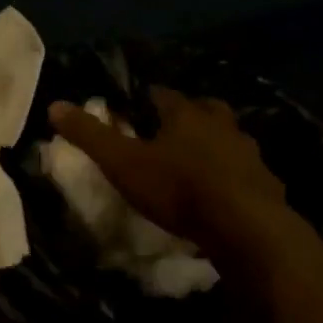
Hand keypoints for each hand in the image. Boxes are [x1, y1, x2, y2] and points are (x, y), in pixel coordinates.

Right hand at [47, 88, 287, 252]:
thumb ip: (90, 135)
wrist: (246, 228)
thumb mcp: (123, 163)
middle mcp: (221, 124)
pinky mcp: (267, 182)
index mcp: (185, 113)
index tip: (132, 111)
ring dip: (212, 145)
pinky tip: (221, 193)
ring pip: (228, 138)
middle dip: (186, 116)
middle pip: (203, 109)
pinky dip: (232, 176)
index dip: (144, 100)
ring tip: (194, 163)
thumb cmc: (179, 189)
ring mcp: (248, 152)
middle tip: (168, 132)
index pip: (161, 94)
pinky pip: (244, 171)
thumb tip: (55, 104)